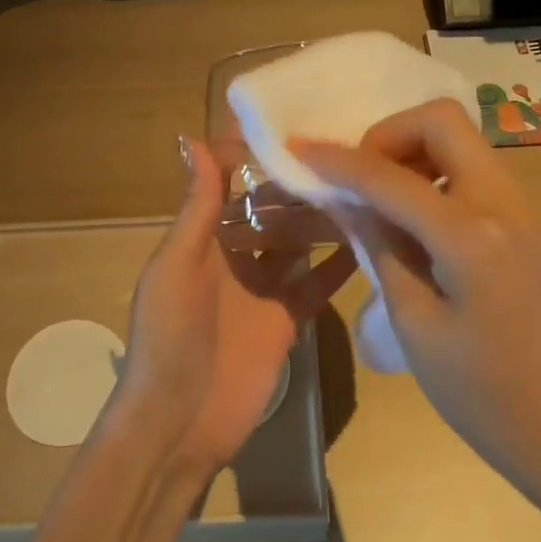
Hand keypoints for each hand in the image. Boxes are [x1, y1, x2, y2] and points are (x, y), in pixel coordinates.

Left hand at [110, 136, 355, 480]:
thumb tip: (194, 139)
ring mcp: (264, 288)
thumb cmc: (169, 337)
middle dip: (300, 184)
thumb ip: (196, 207)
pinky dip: (340, 265)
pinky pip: (317, 284)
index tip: (291, 119)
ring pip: (299, 242)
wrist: (179, 422)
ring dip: (324, 218)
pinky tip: (371, 239)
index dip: (253, 153)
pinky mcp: (288, 319)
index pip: (229, 182)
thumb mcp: (176, 265)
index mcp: (202, 237)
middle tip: (346, 150)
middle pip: (272, 210)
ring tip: (365, 186)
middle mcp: (235, 256)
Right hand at [291, 100, 540, 493]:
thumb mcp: (413, 322)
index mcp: (471, 237)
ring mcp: (522, 208)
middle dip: (388, 135)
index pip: (390, 177)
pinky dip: (434, 173)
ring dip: (412, 152)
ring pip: (460, 139)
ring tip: (381, 201)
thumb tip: (344, 197)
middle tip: (359, 180)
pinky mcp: (525, 220)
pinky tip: (413, 218)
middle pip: (442, 121)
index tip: (296, 151)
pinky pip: (472, 169)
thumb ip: (379, 245)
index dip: (337, 161)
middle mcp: (504, 203)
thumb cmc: (478, 391)